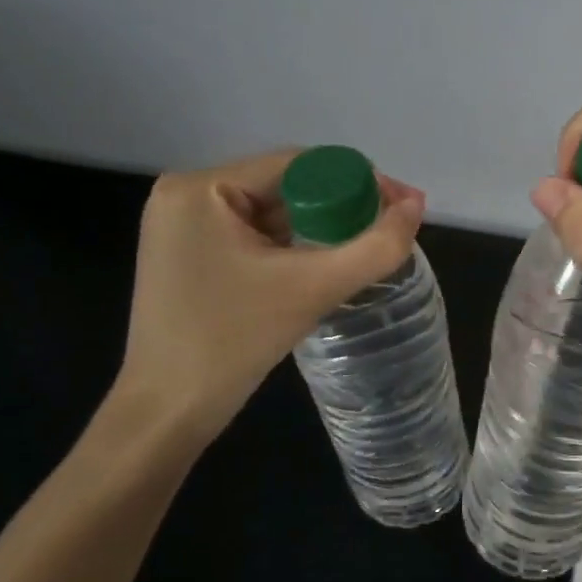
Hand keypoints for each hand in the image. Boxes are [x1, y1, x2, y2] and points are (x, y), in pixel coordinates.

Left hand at [103, 149, 425, 453]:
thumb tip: (416, 206)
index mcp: (201, 188)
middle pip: (285, 185)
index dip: (356, 181)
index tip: (400, 207)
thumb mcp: (311, 290)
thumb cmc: (230, 345)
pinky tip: (321, 265)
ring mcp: (184, 225)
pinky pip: (255, 235)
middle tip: (386, 232)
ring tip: (362, 251)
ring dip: (318, 228)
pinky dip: (292, 247)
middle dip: (339, 208)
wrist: (165, 416)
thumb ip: (374, 247)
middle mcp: (186, 194)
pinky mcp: (190, 253)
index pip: (297, 164)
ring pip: (273, 211)